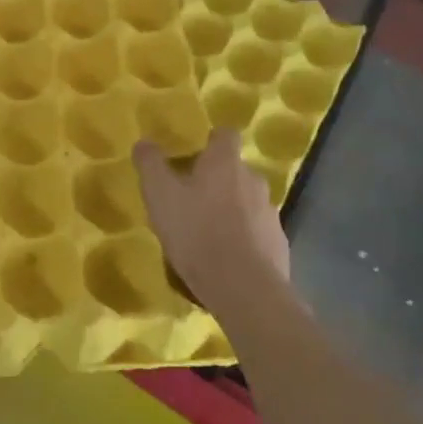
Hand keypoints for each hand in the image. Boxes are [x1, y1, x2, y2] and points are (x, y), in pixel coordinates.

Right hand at [134, 128, 290, 324]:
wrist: (243, 288)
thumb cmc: (197, 231)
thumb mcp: (159, 194)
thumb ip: (150, 164)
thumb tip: (144, 142)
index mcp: (226, 162)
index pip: (226, 135)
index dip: (211, 141)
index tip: (195, 154)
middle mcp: (253, 180)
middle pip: (236, 170)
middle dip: (218, 180)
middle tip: (192, 199)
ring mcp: (270, 214)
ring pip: (247, 203)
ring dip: (231, 211)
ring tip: (207, 233)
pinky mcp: (278, 245)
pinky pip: (257, 233)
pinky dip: (244, 240)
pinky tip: (225, 259)